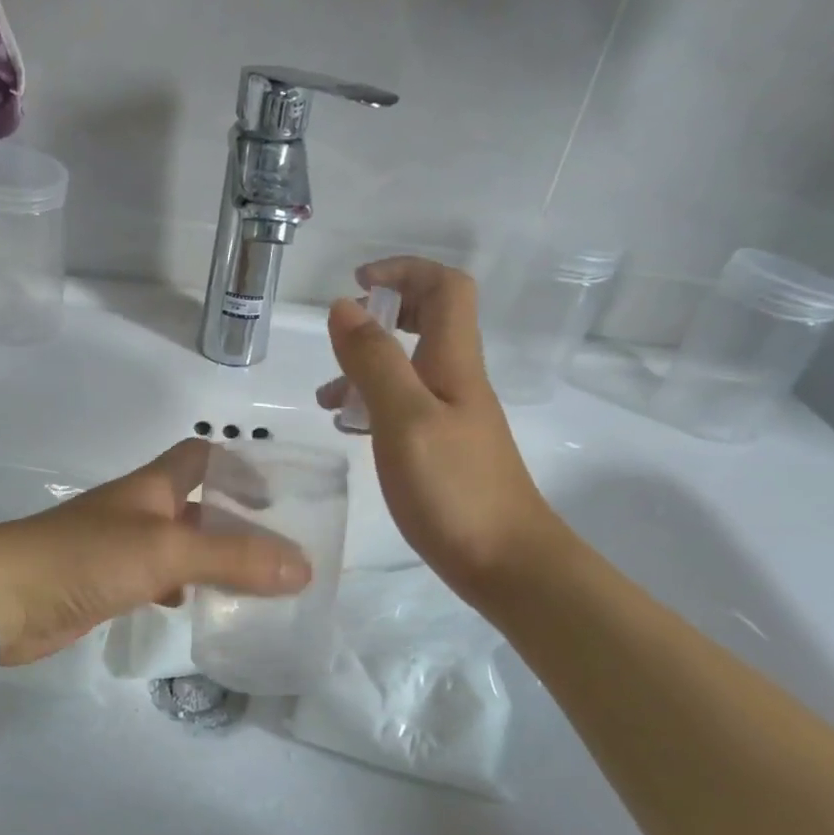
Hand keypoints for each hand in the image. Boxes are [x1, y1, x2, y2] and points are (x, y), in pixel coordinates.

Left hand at [0, 439, 310, 665]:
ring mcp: (120, 548)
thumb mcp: (167, 550)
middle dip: (236, 521)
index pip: (202, 456)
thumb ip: (233, 557)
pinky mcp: (106, 583)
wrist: (3, 598)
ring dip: (213, 558)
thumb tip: (303, 566)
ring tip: (255, 584)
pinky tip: (196, 608)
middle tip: (281, 551)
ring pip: (179, 545)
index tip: (278, 497)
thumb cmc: (87, 557)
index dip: (240, 467)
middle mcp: (139, 510)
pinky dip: (180, 589)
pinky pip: (156, 579)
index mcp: (153, 487)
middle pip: (196, 504)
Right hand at [316, 258, 563, 600]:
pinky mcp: (443, 449)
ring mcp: (452, 416)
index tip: (357, 283)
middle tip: (342, 334)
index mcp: (453, 361)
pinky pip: (404, 407)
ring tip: (327, 400)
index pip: (444, 287)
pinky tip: (348, 430)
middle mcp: (456, 380)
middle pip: (430, 320)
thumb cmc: (454, 488)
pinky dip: (373, 405)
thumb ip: (373, 361)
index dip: (404, 271)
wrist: (506, 563)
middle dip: (384, 314)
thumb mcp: (404, 418)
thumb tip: (343, 306)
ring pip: (409, 368)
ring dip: (368, 367)